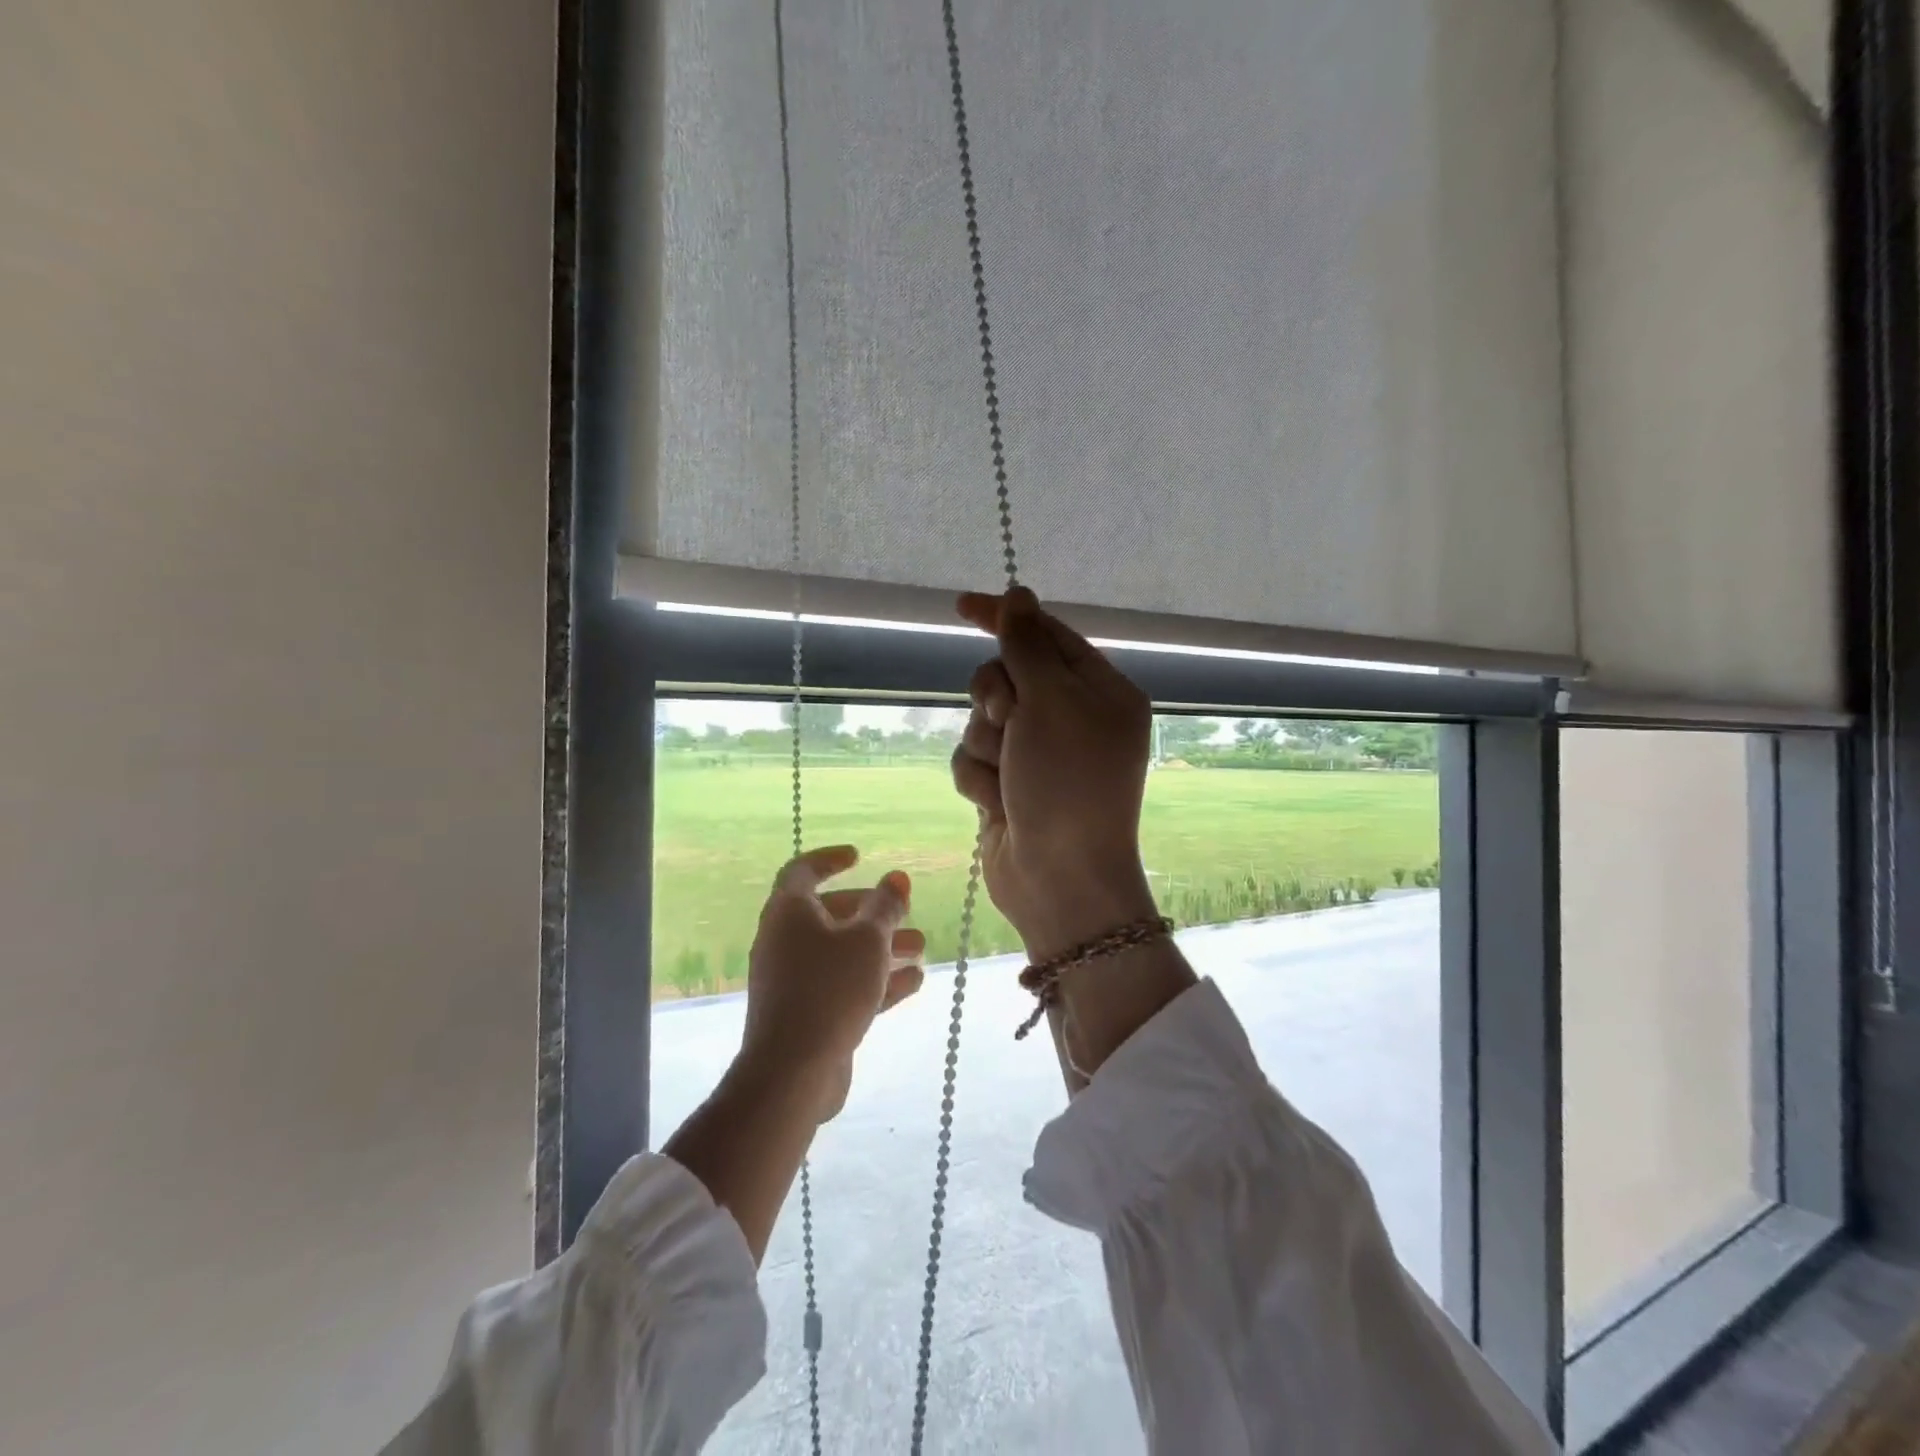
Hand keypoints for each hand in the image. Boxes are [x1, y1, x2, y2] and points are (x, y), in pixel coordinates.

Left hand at [737, 845, 925, 1120]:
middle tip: (905, 911)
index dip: (830, 859)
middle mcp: (784, 941)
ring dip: (881, 947)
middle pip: (830, 914)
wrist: (793, 1072)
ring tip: (921, 948)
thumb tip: (896, 877)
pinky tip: (914, 982)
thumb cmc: (830, 989)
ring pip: (840, 953)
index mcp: (788, 913)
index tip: (860, 856)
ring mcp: (792, 980)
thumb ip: (885, 906)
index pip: (803, 871)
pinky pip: (842, 985)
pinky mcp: (805, 1014)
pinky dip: (874, 979)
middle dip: (872, 912)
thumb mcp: (868, 940)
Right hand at [951, 587, 1158, 959]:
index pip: (1046, 635)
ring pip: (982, 720)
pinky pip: (973, 760)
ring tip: (1010, 778)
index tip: (963, 605)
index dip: (1005, 617)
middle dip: (996, 698)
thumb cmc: (1067, 782)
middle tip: (1011, 720)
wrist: (1059, 877)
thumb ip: (1028, 645)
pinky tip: (1000, 805)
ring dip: (988, 746)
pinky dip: (980, 780)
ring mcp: (1037, 755)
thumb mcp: (1051, 701)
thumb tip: (1020, 595)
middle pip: (1006, 676)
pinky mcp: (1009, 785)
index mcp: (1100, 691)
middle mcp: (1070, 719)